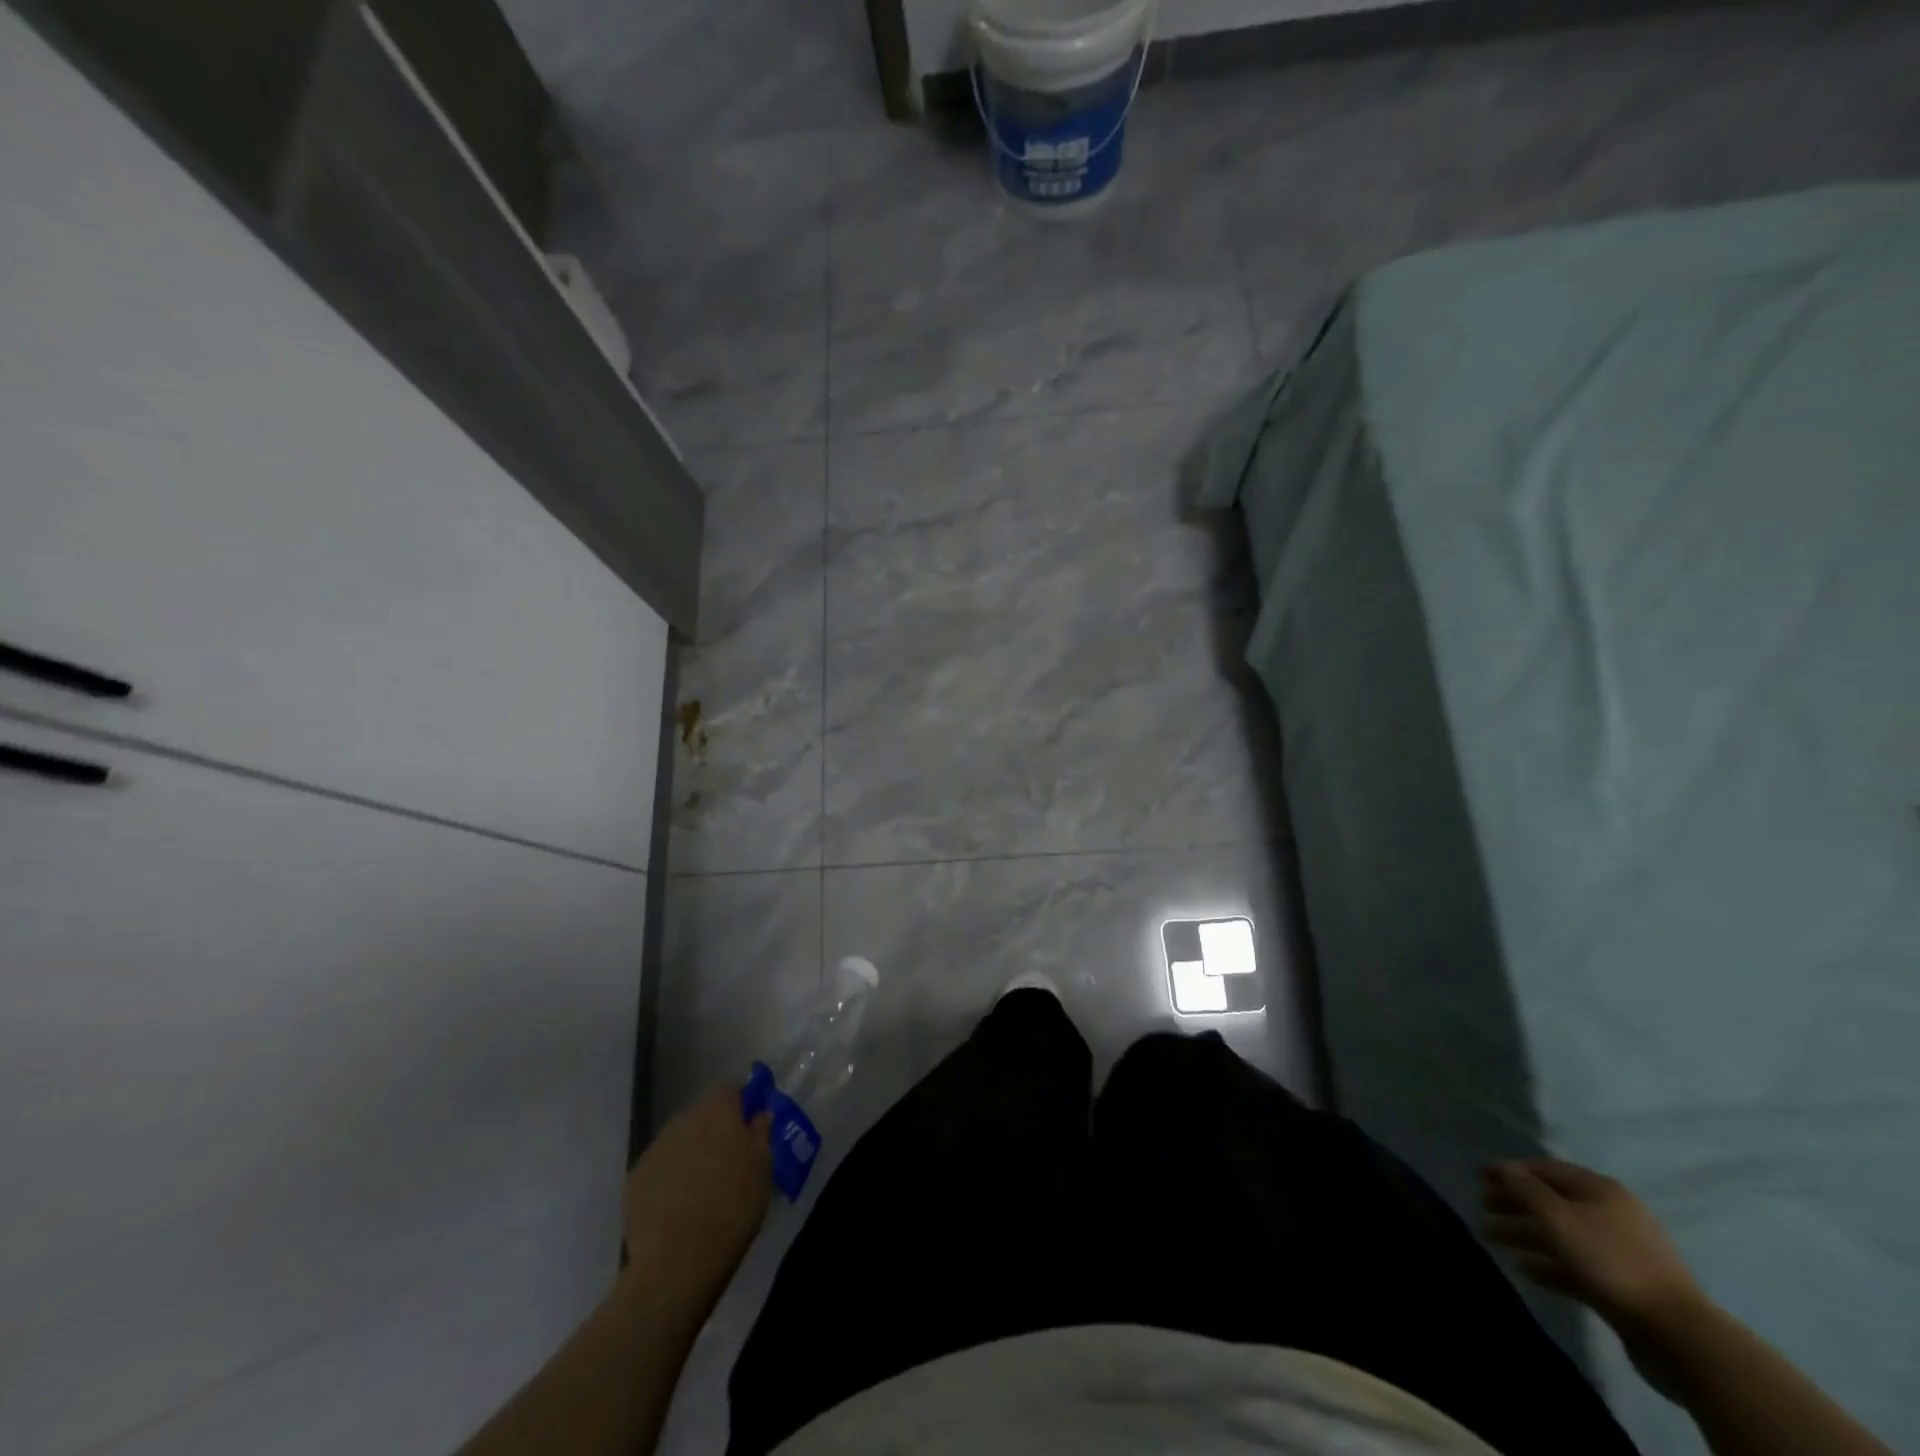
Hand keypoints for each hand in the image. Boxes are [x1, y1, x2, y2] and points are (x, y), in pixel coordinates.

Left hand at [622, 1083, 772, 1303]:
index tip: (751, 1121)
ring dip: (691, 1152)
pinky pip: (659, 1168)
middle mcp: (683, 1120)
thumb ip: (761, 1132)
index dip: (742, 1100)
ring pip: (679, 1140)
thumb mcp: (763, 1168)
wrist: (677, 1262)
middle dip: (715, 1129)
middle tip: (729, 1159)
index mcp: (717, 1111)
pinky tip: (677, 1206)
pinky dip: (669, 1178)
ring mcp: (654, 1149)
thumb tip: (760, 1113)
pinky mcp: (634, 1179)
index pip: (730, 1087)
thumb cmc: (732, 1208)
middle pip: (702, 1113)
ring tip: (702, 1186)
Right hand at [1481, 1158, 1704, 1344]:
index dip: (1510, 1170)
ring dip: (1525, 1234)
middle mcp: (1611, 1213)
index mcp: (1600, 1189)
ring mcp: (1620, 1251)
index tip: (1478, 1176)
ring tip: (1492, 1239)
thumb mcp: (1557, 1218)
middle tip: (1482, 1207)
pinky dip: (1549, 1263)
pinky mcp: (1623, 1285)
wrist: (1677, 1335)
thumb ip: (1525, 1188)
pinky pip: (1577, 1265)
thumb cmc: (1609, 1261)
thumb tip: (1504, 1167)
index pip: (1545, 1169)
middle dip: (1515, 1203)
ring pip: (1562, 1234)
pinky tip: (1525, 1269)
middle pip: (1552, 1201)